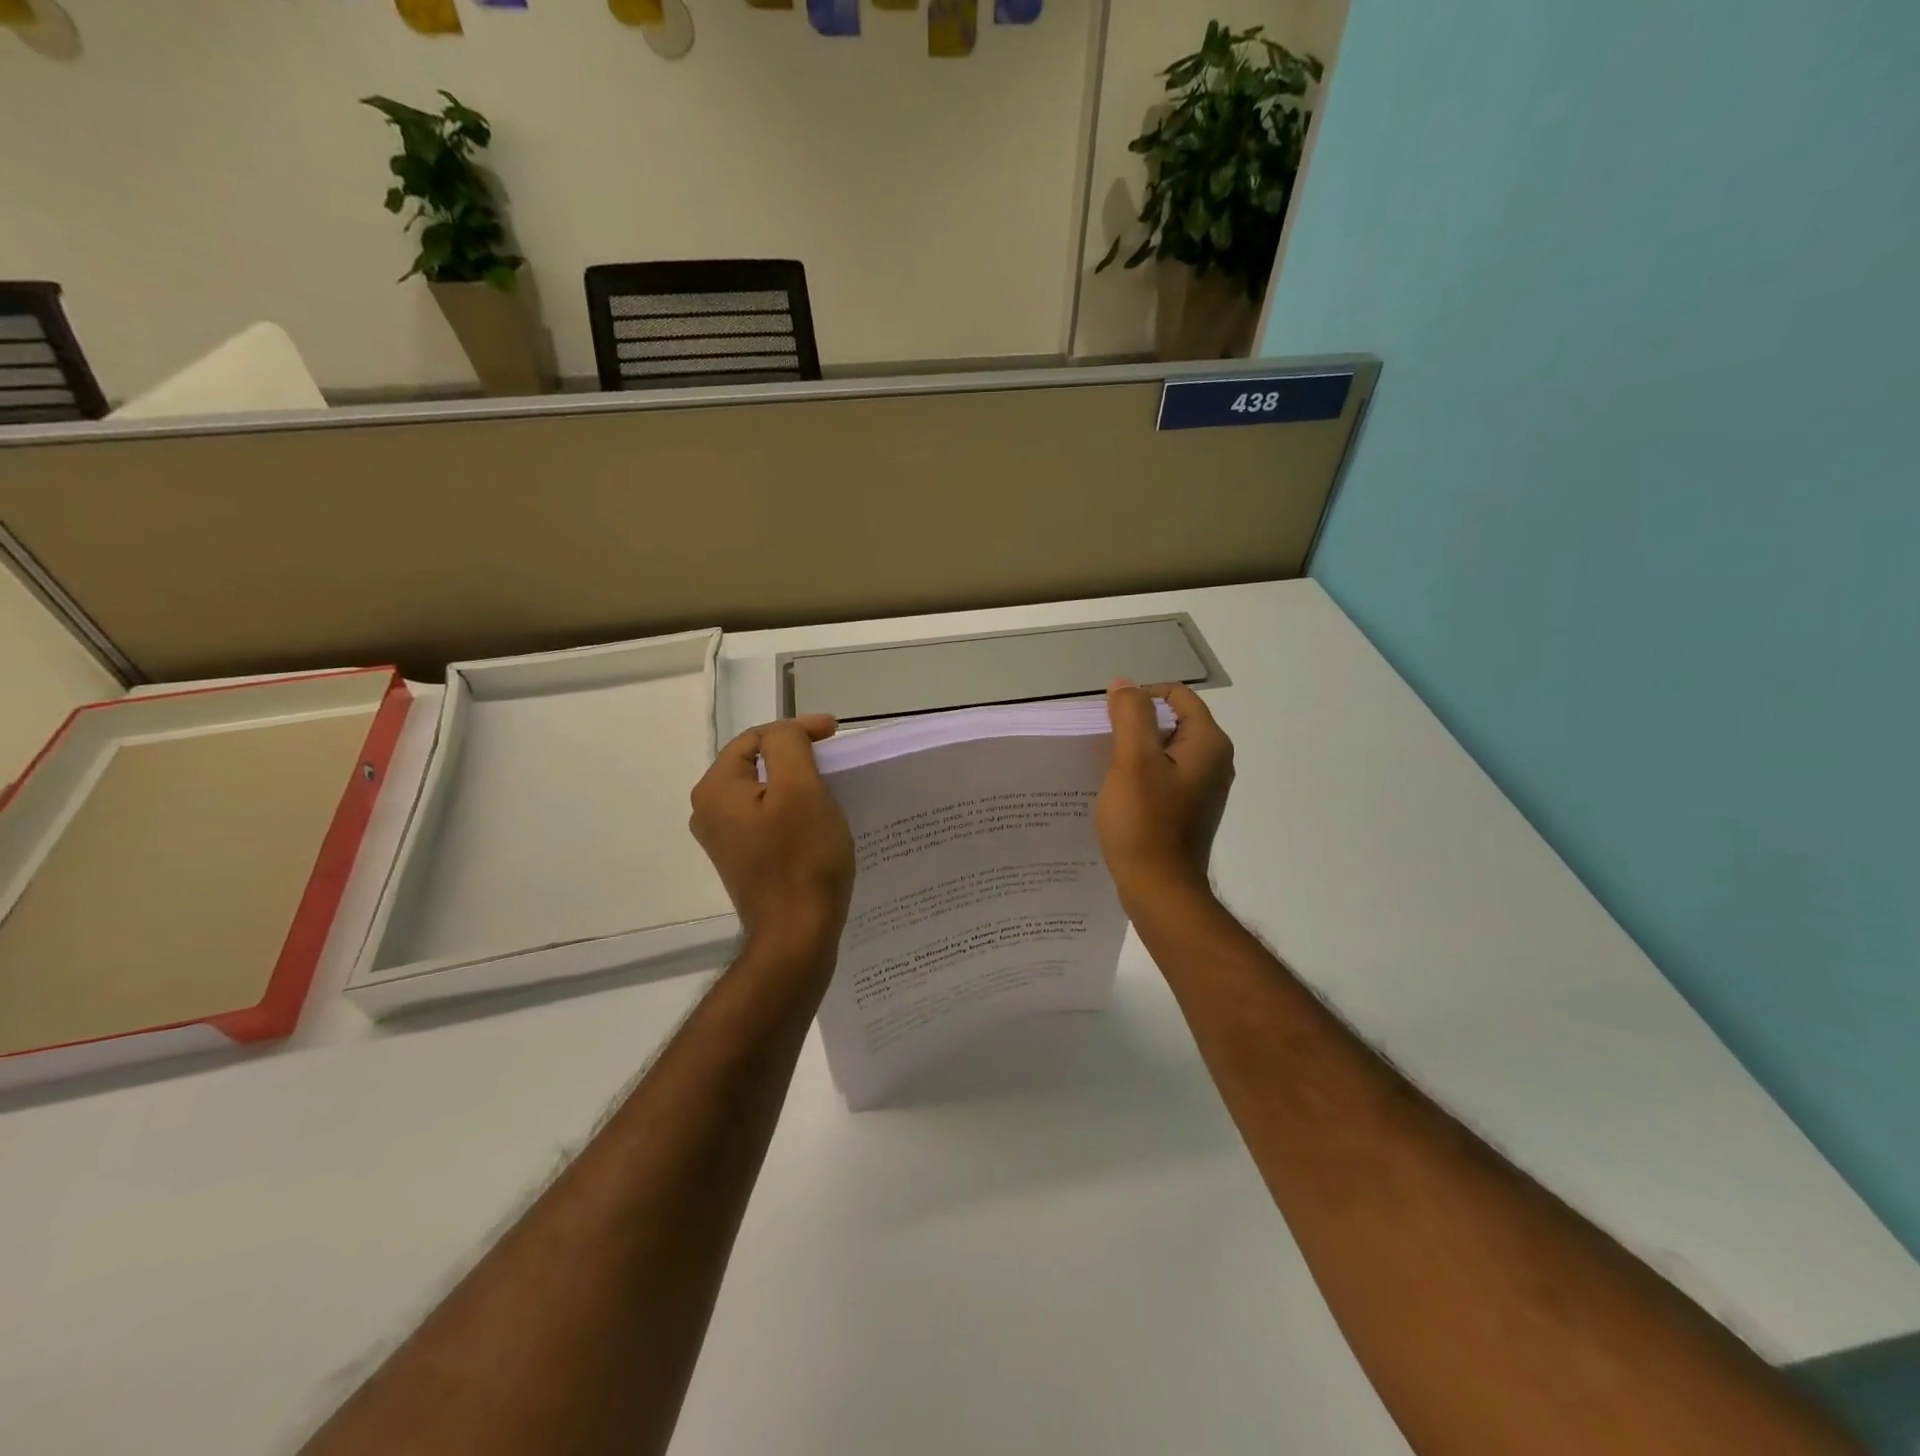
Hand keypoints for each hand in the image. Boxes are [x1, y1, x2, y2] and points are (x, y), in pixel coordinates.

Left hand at [690, 715, 855, 952]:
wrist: (796, 935)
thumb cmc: (802, 859)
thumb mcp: (801, 789)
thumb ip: (788, 745)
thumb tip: (786, 733)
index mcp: (716, 788)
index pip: (758, 737)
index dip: (798, 729)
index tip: (836, 734)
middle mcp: (709, 810)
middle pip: (758, 763)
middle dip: (798, 755)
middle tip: (834, 760)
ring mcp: (724, 839)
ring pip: (765, 791)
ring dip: (797, 783)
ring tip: (831, 788)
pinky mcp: (743, 859)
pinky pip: (768, 819)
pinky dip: (793, 811)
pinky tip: (817, 821)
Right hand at [1096, 680, 1234, 909]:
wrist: (1160, 890)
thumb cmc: (1145, 823)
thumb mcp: (1132, 761)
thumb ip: (1130, 716)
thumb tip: (1125, 685)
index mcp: (1208, 743)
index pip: (1176, 696)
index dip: (1140, 698)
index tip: (1108, 719)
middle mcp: (1215, 761)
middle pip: (1172, 722)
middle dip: (1136, 726)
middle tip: (1104, 745)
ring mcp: (1205, 788)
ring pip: (1166, 751)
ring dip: (1137, 753)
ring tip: (1107, 770)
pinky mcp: (1191, 809)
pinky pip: (1166, 777)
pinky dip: (1143, 777)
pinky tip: (1121, 794)